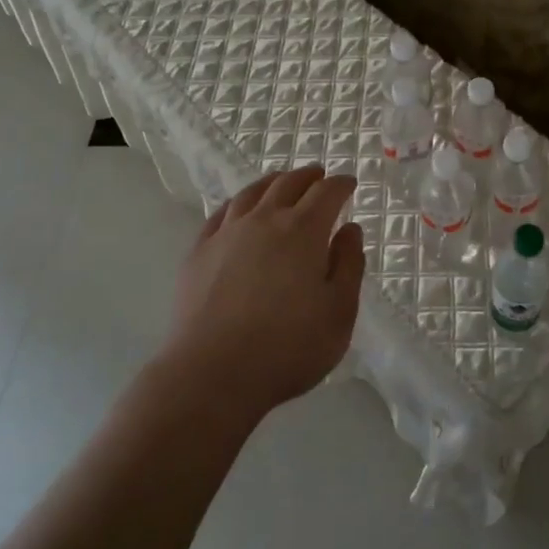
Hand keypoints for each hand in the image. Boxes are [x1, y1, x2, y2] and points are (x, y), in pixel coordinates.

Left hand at [165, 166, 365, 420]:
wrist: (212, 374)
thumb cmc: (288, 348)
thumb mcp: (339, 313)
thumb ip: (348, 266)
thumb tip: (349, 229)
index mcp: (304, 231)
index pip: (327, 193)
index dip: (341, 184)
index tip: (349, 182)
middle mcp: (264, 220)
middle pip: (288, 184)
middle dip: (308, 176)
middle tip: (319, 175)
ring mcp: (226, 234)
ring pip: (252, 193)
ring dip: (272, 182)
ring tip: (280, 181)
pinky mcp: (198, 252)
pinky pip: (220, 214)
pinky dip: (237, 204)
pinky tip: (238, 209)